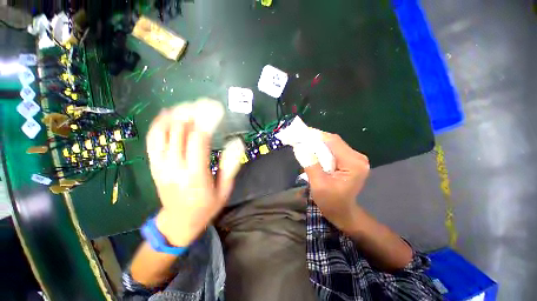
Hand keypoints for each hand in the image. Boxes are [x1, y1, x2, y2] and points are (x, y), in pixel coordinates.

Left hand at [146, 99, 243, 247]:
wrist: (179, 222)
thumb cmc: (206, 207)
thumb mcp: (225, 190)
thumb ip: (230, 166)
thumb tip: (236, 143)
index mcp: (196, 176)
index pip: (198, 141)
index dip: (207, 121)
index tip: (217, 109)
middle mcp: (175, 168)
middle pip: (179, 132)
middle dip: (193, 113)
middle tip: (205, 104)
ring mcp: (161, 166)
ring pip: (163, 133)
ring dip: (176, 115)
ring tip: (189, 105)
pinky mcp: (154, 166)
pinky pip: (152, 140)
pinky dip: (159, 124)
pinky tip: (168, 114)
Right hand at [301, 130, 369, 231]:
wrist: (343, 212)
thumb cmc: (331, 203)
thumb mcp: (318, 186)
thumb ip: (311, 165)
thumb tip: (301, 147)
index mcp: (353, 164)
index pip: (333, 142)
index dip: (316, 135)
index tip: (300, 132)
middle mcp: (358, 158)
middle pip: (333, 141)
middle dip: (315, 139)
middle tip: (300, 137)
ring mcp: (355, 158)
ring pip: (333, 144)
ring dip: (318, 143)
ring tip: (303, 142)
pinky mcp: (350, 160)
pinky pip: (334, 149)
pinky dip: (322, 148)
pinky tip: (312, 149)